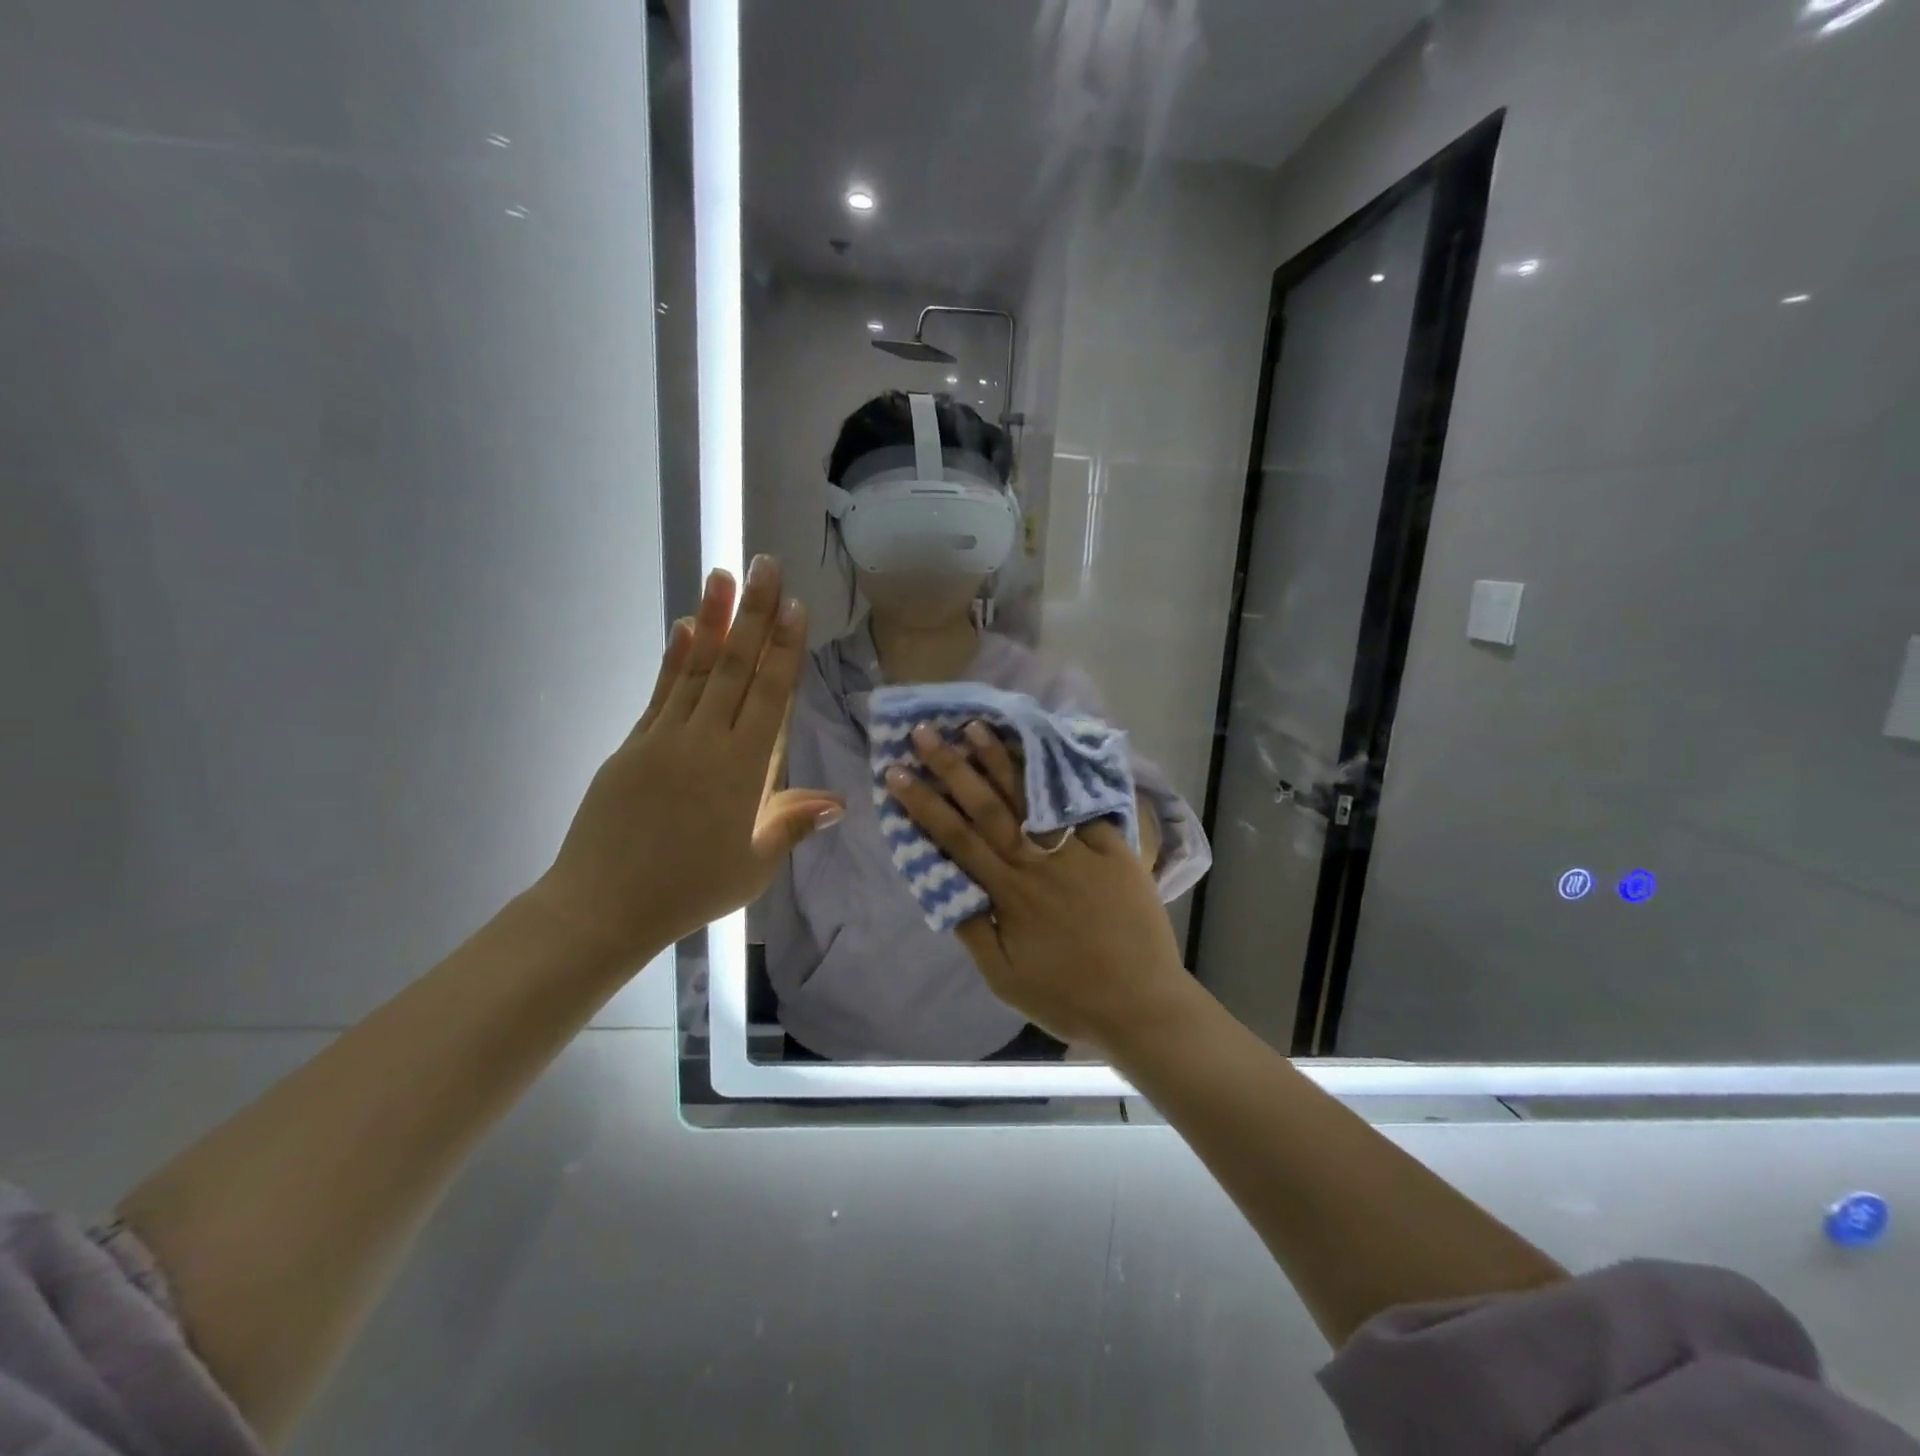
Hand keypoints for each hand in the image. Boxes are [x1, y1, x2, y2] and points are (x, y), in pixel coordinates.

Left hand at [532, 556, 844, 963]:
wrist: (603, 906)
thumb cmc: (689, 891)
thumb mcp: (754, 866)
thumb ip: (792, 824)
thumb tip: (838, 802)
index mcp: (741, 770)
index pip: (769, 696)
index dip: (783, 648)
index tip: (793, 605)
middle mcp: (704, 742)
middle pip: (735, 668)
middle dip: (753, 614)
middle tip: (764, 564)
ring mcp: (663, 738)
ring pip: (696, 669)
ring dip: (712, 619)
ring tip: (722, 575)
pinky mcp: (634, 744)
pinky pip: (662, 691)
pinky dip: (676, 657)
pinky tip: (684, 628)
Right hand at [885, 721, 1188, 1049]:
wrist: (1142, 1006)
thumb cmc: (1067, 997)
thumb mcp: (1005, 978)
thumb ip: (973, 931)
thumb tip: (945, 889)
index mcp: (1009, 893)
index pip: (956, 838)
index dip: (924, 803)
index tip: (897, 773)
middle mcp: (1038, 863)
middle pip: (988, 807)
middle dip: (953, 766)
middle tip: (925, 732)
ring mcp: (1078, 851)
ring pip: (1032, 799)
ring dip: (1001, 760)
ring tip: (976, 727)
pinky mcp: (1114, 850)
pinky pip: (1082, 809)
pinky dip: (1061, 780)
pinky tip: (1043, 752)